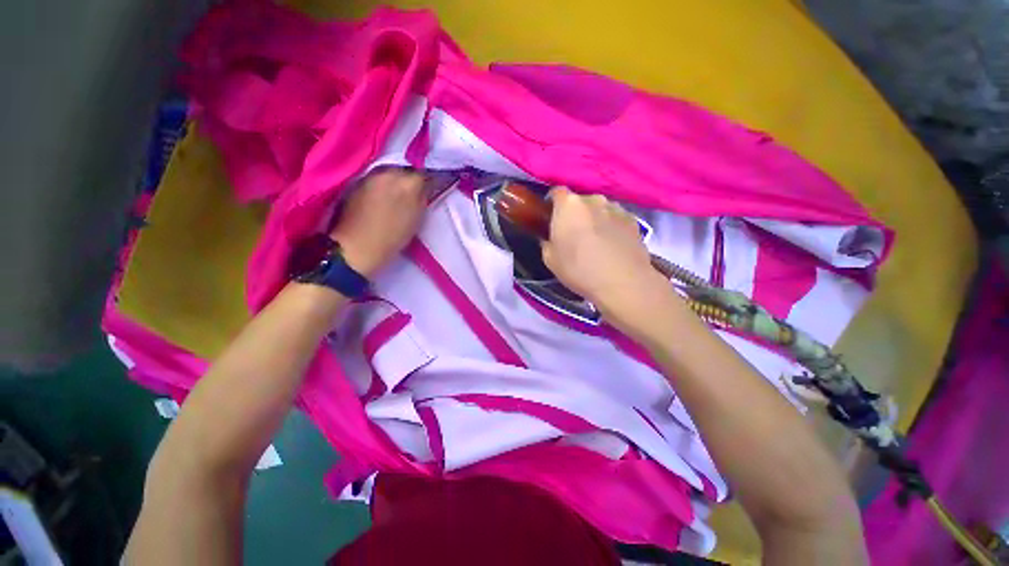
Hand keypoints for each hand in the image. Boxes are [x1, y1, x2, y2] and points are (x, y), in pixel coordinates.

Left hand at [330, 167, 426, 276]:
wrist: (357, 246)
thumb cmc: (392, 237)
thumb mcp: (417, 220)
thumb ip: (422, 199)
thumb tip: (425, 189)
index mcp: (408, 183)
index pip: (424, 174)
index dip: (429, 182)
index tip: (431, 190)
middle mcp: (389, 172)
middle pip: (406, 170)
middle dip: (411, 179)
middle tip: (415, 194)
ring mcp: (371, 175)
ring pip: (390, 173)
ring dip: (397, 181)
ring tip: (398, 196)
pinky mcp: (358, 181)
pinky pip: (377, 178)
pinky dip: (383, 185)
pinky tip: (383, 198)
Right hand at [542, 188, 675, 333]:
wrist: (623, 282)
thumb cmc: (579, 269)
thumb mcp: (549, 259)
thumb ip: (546, 242)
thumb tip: (551, 238)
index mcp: (569, 205)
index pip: (556, 192)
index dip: (552, 204)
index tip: (551, 219)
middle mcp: (593, 199)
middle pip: (579, 202)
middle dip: (575, 214)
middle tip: (574, 235)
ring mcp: (616, 207)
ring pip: (599, 209)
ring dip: (594, 220)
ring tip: (596, 242)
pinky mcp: (633, 219)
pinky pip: (615, 219)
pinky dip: (611, 227)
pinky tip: (612, 246)